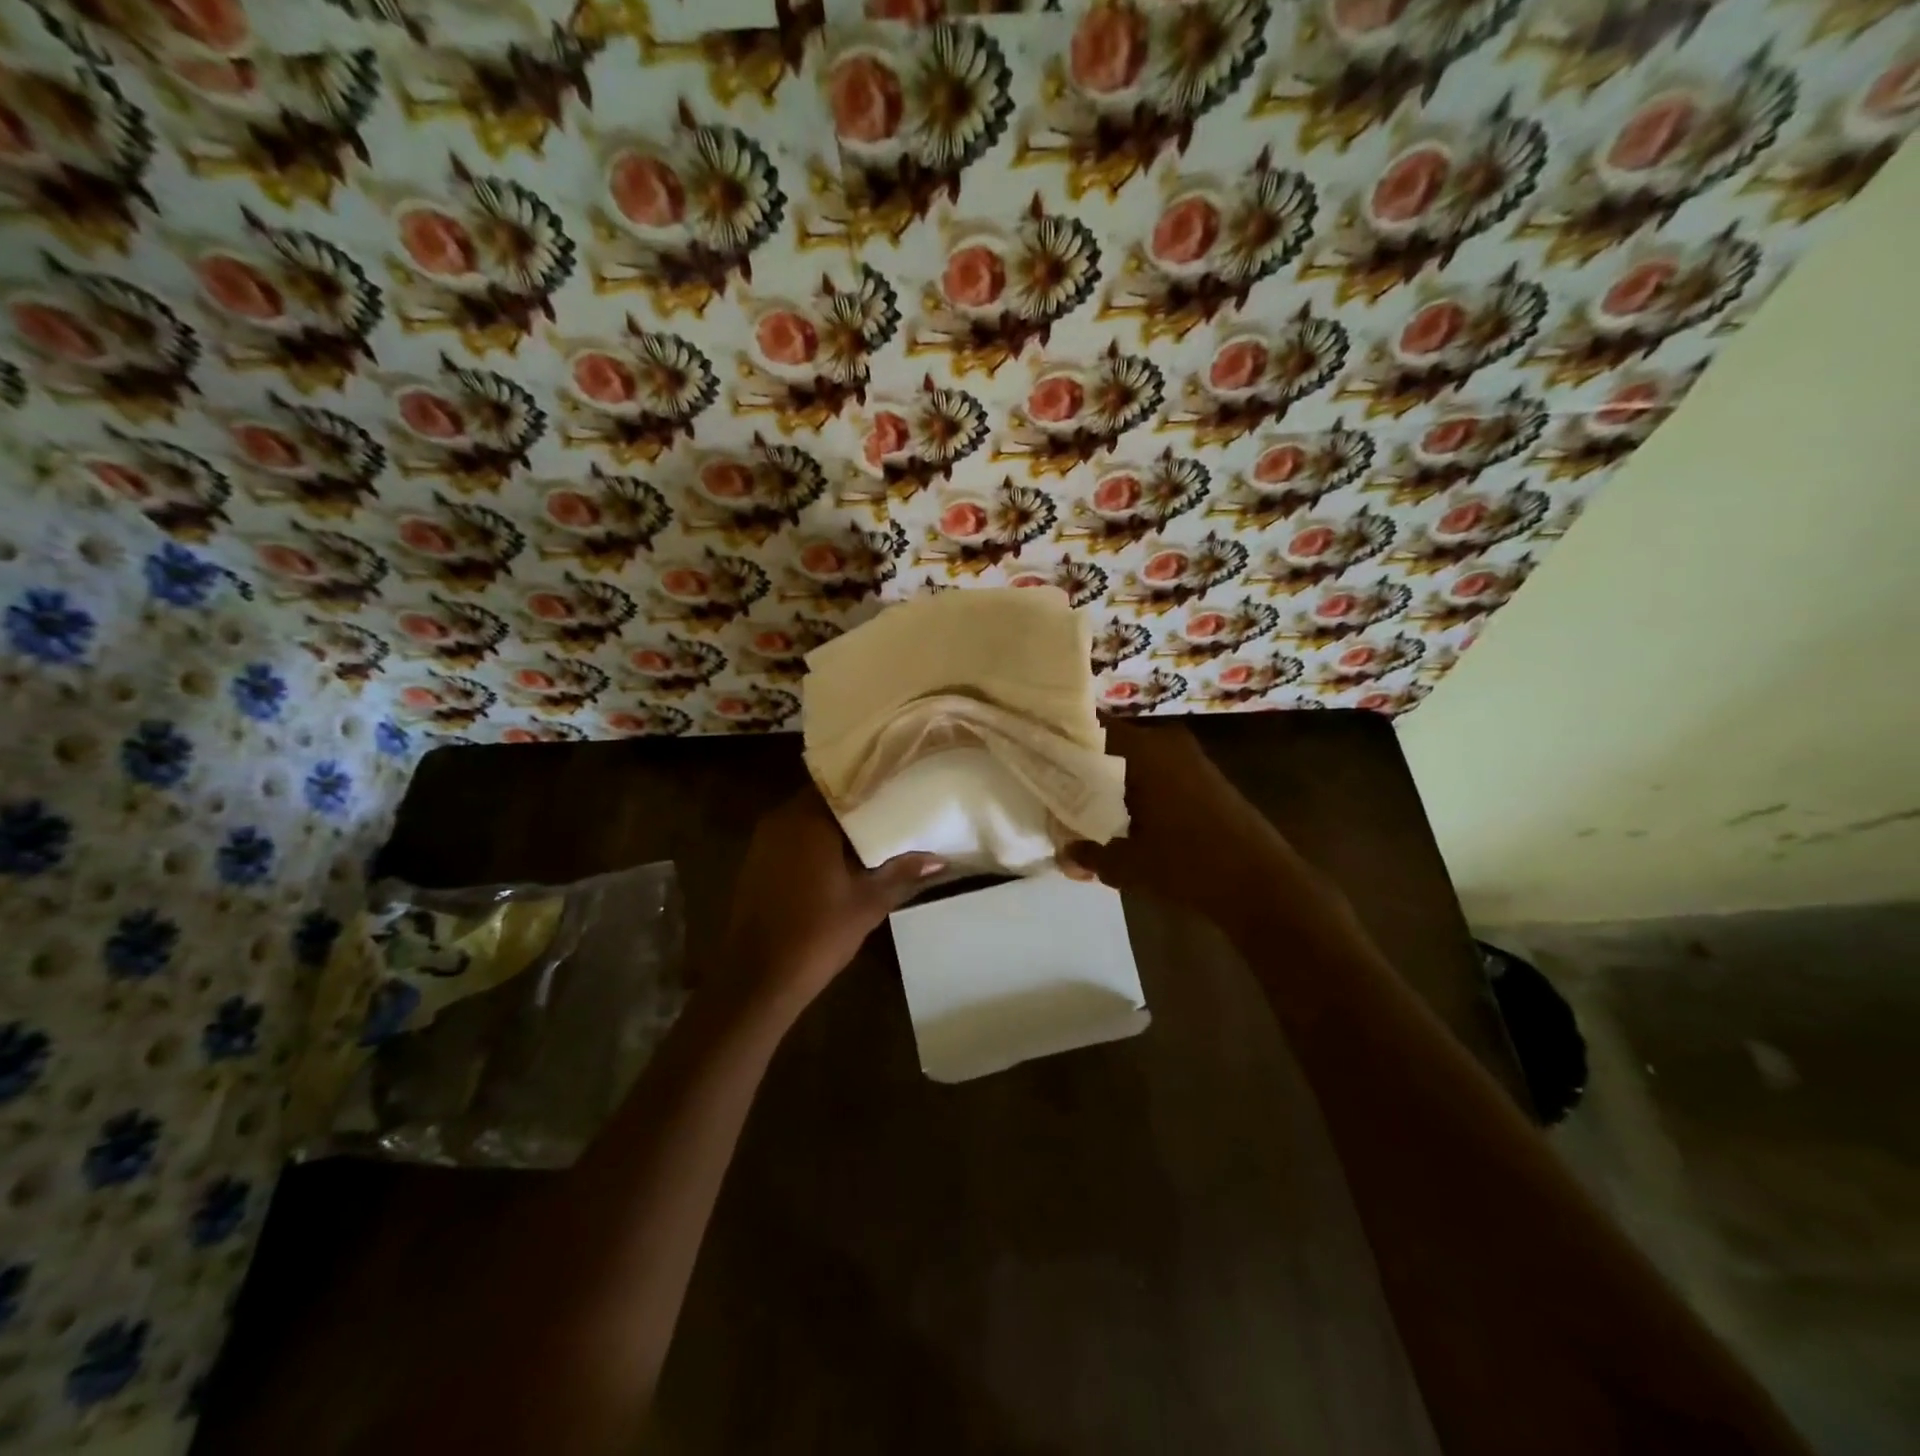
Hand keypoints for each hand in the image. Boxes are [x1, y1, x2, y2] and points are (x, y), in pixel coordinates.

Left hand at [719, 787, 944, 1009]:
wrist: (758, 979)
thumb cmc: (816, 934)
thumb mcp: (868, 903)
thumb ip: (902, 873)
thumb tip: (939, 860)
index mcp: (807, 820)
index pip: (844, 783)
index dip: (873, 783)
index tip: (901, 782)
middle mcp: (781, 820)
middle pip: (826, 799)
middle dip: (859, 804)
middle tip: (897, 805)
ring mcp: (765, 842)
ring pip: (809, 819)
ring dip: (838, 825)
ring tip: (879, 828)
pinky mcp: (758, 863)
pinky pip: (795, 838)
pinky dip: (819, 841)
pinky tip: (846, 857)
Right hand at [1064, 723, 1293, 921]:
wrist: (1261, 884)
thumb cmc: (1187, 864)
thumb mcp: (1126, 864)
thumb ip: (1088, 853)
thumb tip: (1065, 853)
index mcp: (1142, 750)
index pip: (1089, 727)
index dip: (1062, 740)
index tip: (1040, 756)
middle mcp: (1165, 742)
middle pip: (1111, 743)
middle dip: (1085, 765)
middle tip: (1059, 790)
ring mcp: (1189, 758)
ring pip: (1135, 759)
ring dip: (1112, 780)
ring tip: (1088, 809)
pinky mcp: (1204, 778)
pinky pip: (1157, 772)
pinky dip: (1137, 788)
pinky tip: (1125, 818)